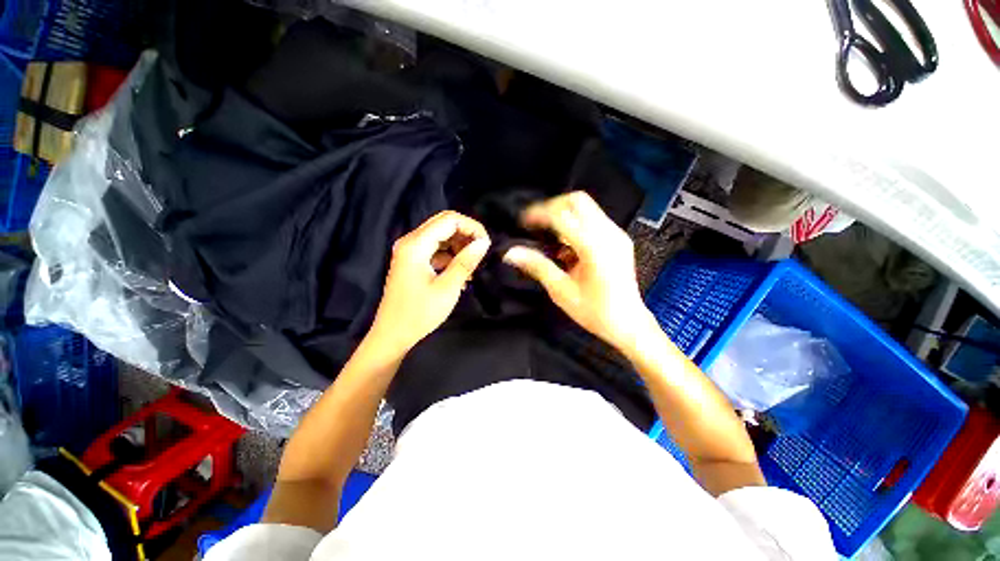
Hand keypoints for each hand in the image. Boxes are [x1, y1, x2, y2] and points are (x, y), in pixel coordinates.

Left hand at [369, 211, 489, 353]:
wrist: (393, 335)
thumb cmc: (419, 313)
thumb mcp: (448, 287)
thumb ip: (466, 261)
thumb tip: (484, 242)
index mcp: (415, 244)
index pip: (449, 220)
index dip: (472, 227)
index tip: (486, 244)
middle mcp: (410, 242)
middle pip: (444, 224)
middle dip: (466, 235)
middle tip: (482, 253)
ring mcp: (410, 251)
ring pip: (441, 236)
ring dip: (459, 246)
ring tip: (473, 265)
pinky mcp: (412, 262)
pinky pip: (436, 250)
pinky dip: (451, 256)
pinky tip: (462, 273)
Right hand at [502, 192, 648, 350]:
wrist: (628, 323)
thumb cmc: (593, 311)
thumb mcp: (561, 291)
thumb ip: (537, 266)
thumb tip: (510, 253)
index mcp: (594, 248)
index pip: (562, 216)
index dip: (539, 214)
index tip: (523, 222)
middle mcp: (608, 234)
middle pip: (578, 201)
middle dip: (553, 207)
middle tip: (537, 224)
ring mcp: (617, 234)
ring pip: (587, 207)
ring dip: (565, 215)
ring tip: (550, 236)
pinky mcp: (619, 239)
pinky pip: (594, 219)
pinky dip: (576, 224)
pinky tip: (568, 246)